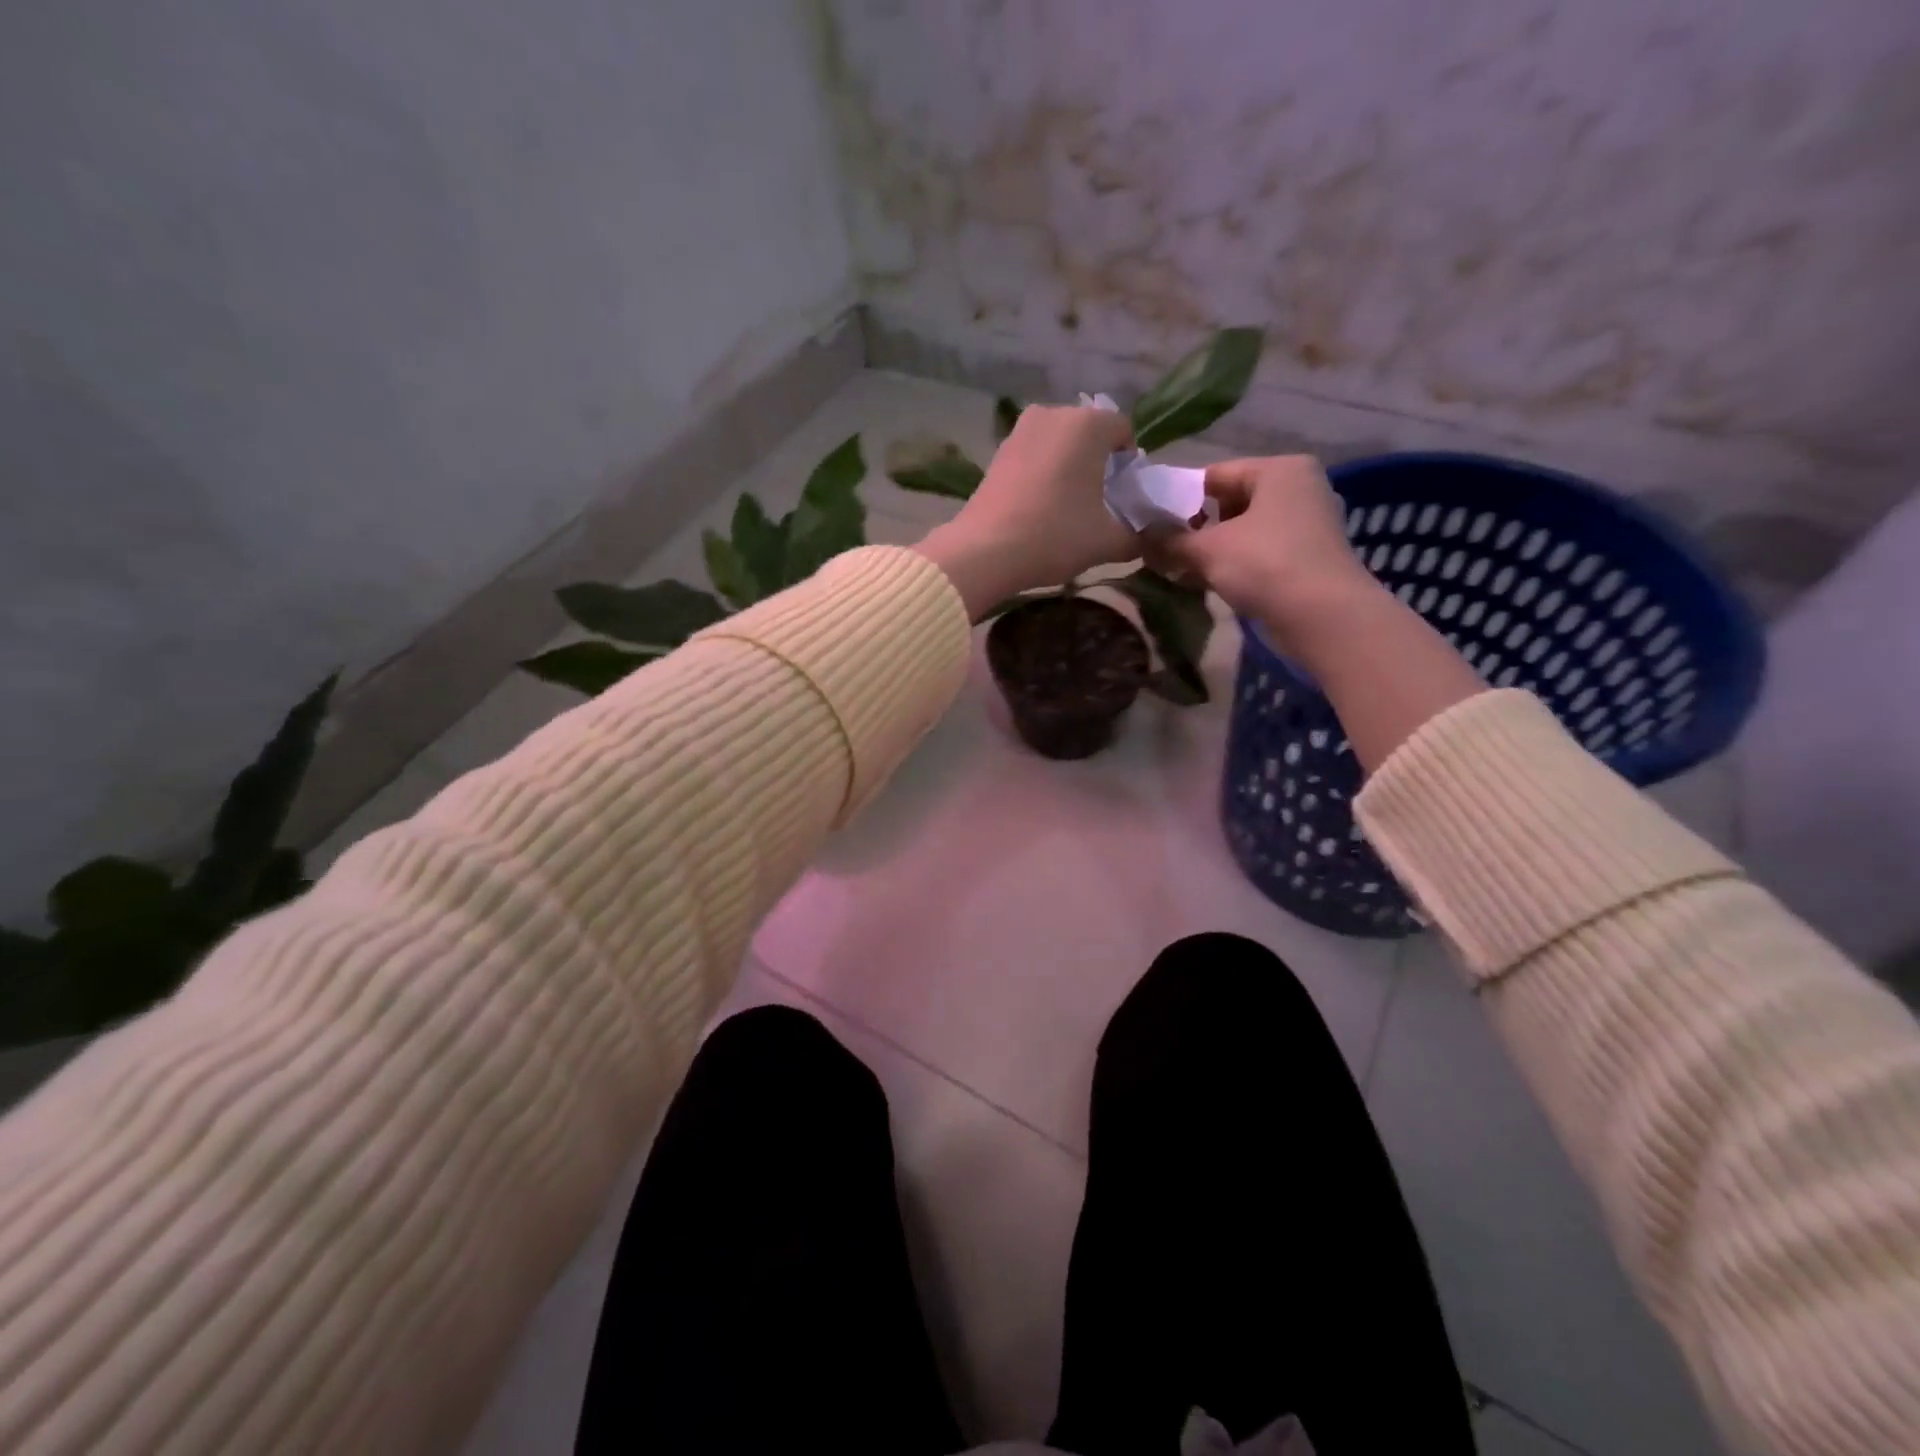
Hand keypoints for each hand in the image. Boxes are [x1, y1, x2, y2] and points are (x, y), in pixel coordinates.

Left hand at [915, 406, 1138, 619]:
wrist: (984, 552)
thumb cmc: (1054, 537)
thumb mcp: (1106, 542)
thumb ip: (1137, 536)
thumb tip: (1147, 538)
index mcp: (1088, 424)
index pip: (1124, 431)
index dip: (1130, 465)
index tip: (1124, 497)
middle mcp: (1054, 414)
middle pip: (1089, 434)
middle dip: (1098, 463)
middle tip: (1099, 504)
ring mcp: (1020, 430)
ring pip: (1059, 444)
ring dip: (1069, 468)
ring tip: (1068, 508)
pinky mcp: (998, 452)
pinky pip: (1034, 456)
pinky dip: (1042, 474)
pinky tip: (1039, 507)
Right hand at [1155, 455, 1379, 649]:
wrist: (1323, 617)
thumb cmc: (1265, 565)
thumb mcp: (1208, 549)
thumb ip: (1171, 539)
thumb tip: (1140, 536)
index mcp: (1280, 470)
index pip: (1216, 474)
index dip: (1179, 496)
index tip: (1151, 519)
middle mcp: (1299, 489)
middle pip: (1231, 502)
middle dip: (1195, 526)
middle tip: (1162, 547)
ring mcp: (1307, 525)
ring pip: (1245, 530)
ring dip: (1211, 549)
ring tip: (1177, 567)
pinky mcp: (1307, 559)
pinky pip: (1259, 553)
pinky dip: (1233, 564)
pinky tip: (1205, 582)